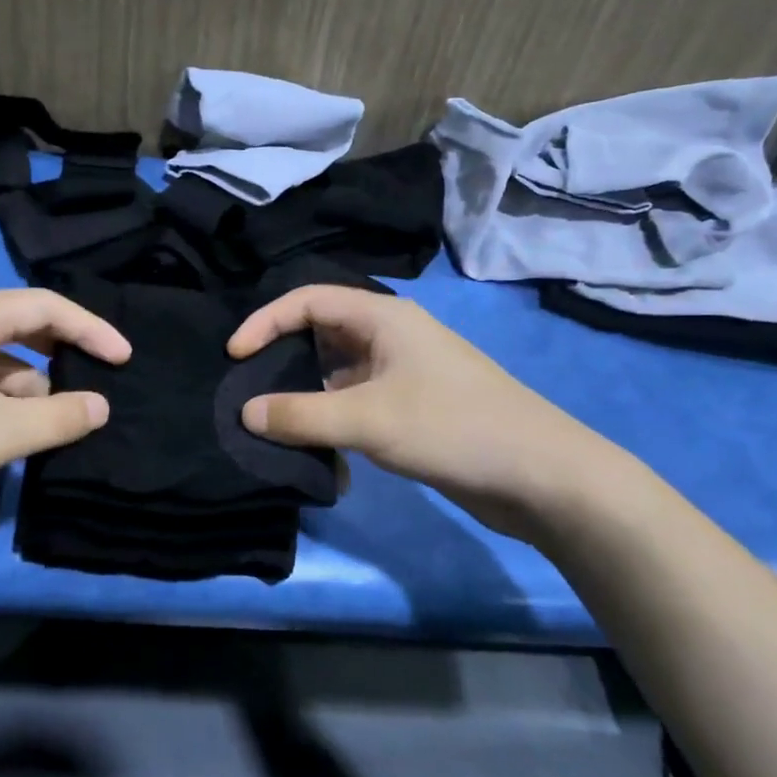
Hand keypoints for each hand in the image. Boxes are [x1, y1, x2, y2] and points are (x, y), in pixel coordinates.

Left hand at [0, 289, 129, 569]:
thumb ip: (60, 417)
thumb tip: (101, 405)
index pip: (46, 305)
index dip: (92, 330)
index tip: (125, 360)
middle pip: (20, 327)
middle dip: (59, 360)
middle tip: (93, 391)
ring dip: (26, 389)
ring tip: (48, 429)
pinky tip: (4, 436)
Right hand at [228, 285, 632, 537]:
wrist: (542, 476)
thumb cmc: (452, 428)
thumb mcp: (367, 419)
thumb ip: (300, 415)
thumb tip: (246, 413)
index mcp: (383, 317)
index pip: (308, 300)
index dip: (265, 321)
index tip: (234, 356)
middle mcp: (390, 337)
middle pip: (319, 336)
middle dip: (282, 362)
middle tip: (249, 392)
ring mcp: (403, 374)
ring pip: (336, 377)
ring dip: (308, 402)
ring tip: (279, 431)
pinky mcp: (412, 409)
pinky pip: (357, 407)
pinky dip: (336, 427)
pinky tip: (329, 464)